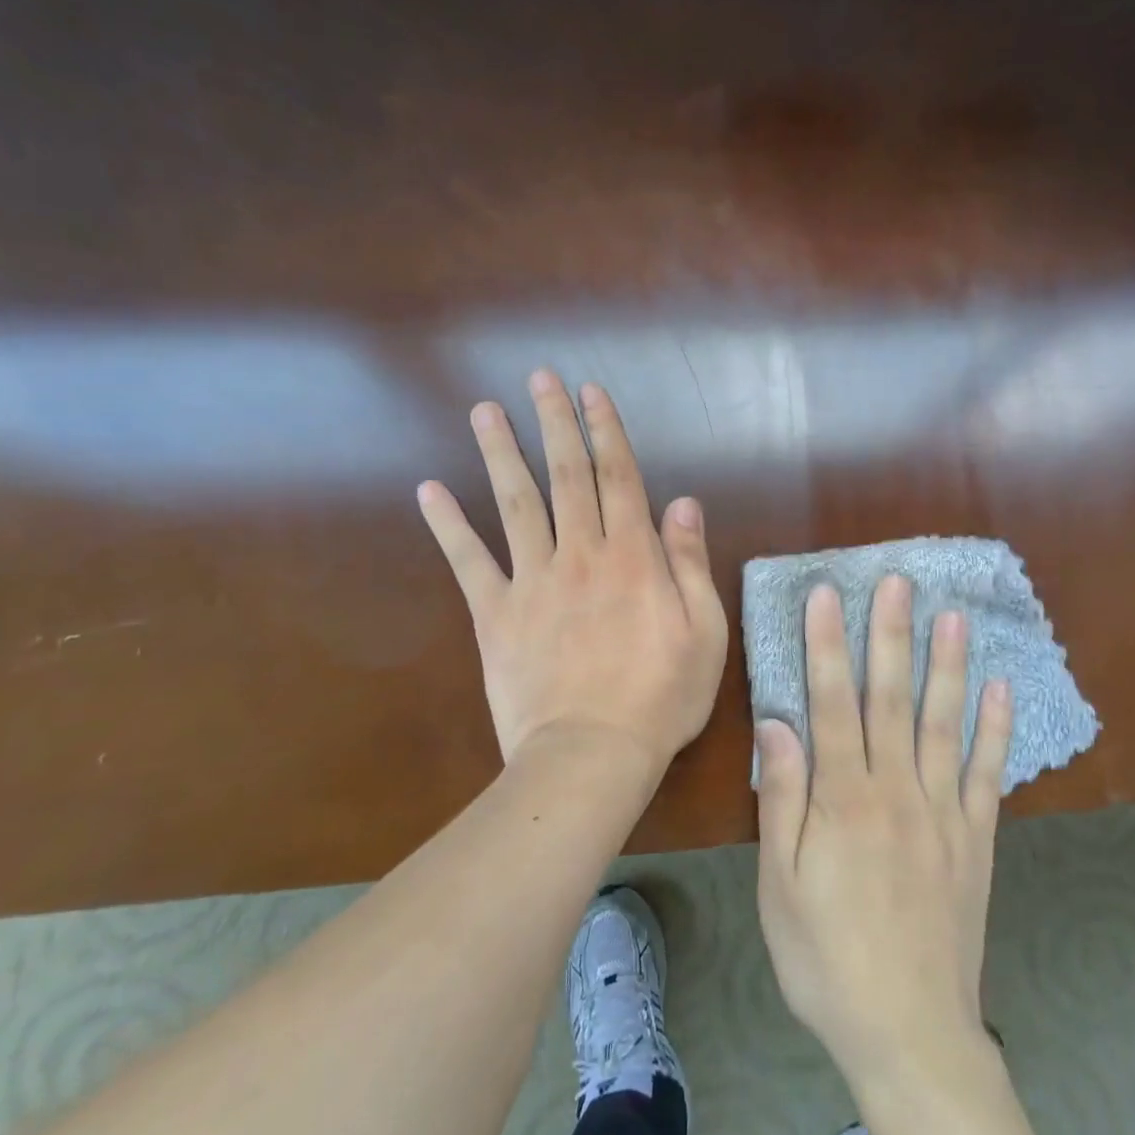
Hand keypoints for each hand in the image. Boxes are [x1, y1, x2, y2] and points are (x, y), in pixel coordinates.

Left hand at [417, 370, 728, 774]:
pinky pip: (468, 562)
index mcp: (633, 556)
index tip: (592, 392)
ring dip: (501, 453)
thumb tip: (683, 502)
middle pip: (566, 475)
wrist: (590, 755)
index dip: (606, 430)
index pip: (619, 477)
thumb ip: (691, 562)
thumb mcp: (705, 631)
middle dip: (554, 423)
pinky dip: (448, 525)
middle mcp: (580, 553)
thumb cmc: (661, 696)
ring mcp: (532, 580)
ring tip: (485, 412)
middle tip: (540, 379)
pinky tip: (429, 490)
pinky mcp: (495, 614)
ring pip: (515, 503)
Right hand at [755, 575, 1011, 1085]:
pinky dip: (996, 728)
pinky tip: (1000, 687)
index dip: (827, 645)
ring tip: (953, 616)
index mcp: (843, 799)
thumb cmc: (827, 957)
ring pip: (944, 723)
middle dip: (891, 635)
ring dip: (948, 666)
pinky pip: (988, 773)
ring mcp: (943, 810)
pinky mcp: (976, 837)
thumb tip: (777, 724)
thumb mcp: (780, 887)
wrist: (909, 1032)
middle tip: (897, 582)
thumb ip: (781, 800)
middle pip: (891, 699)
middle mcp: (896, 789)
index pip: (832, 703)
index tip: (827, 594)